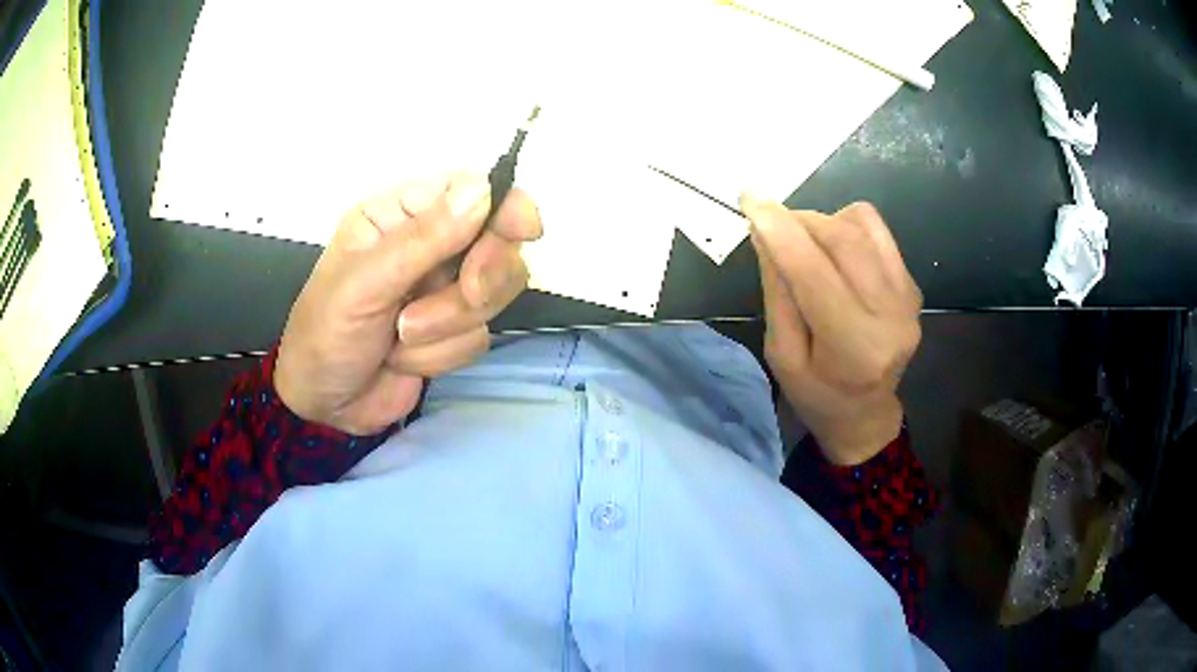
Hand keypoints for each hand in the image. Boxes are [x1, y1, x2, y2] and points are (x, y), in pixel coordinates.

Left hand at [275, 174, 541, 434]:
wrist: (322, 405)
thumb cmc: (326, 333)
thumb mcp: (364, 284)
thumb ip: (422, 240)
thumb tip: (482, 191)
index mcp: (400, 215)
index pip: (470, 190)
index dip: (505, 205)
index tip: (522, 230)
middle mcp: (430, 245)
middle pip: (498, 243)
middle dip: (479, 277)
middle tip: (463, 291)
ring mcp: (443, 289)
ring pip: (491, 295)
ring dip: (446, 324)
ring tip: (400, 336)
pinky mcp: (453, 331)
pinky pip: (479, 336)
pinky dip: (440, 354)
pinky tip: (402, 359)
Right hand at [741, 196, 921, 465]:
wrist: (866, 413)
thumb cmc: (816, 394)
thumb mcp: (782, 354)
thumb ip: (778, 294)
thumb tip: (766, 235)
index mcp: (853, 347)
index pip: (813, 272)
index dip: (779, 230)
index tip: (750, 199)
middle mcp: (890, 316)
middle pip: (842, 238)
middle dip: (799, 219)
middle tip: (771, 223)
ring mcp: (907, 298)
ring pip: (861, 225)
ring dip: (823, 221)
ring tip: (804, 243)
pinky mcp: (912, 285)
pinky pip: (877, 232)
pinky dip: (847, 228)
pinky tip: (834, 252)